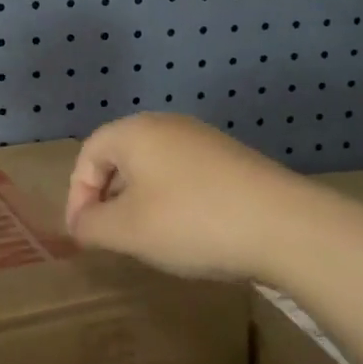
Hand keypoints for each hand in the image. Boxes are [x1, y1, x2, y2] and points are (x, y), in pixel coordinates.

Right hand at [65, 113, 320, 281]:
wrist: (284, 225)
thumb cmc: (191, 221)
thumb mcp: (127, 230)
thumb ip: (91, 225)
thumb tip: (80, 223)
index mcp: (136, 131)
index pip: (89, 154)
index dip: (77, 195)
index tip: (84, 234)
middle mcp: (167, 125)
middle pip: (121, 156)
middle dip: (108, 197)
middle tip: (110, 236)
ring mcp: (204, 140)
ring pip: (154, 167)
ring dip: (140, 200)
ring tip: (148, 238)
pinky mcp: (231, 159)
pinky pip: (184, 175)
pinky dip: (173, 201)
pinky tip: (188, 231)